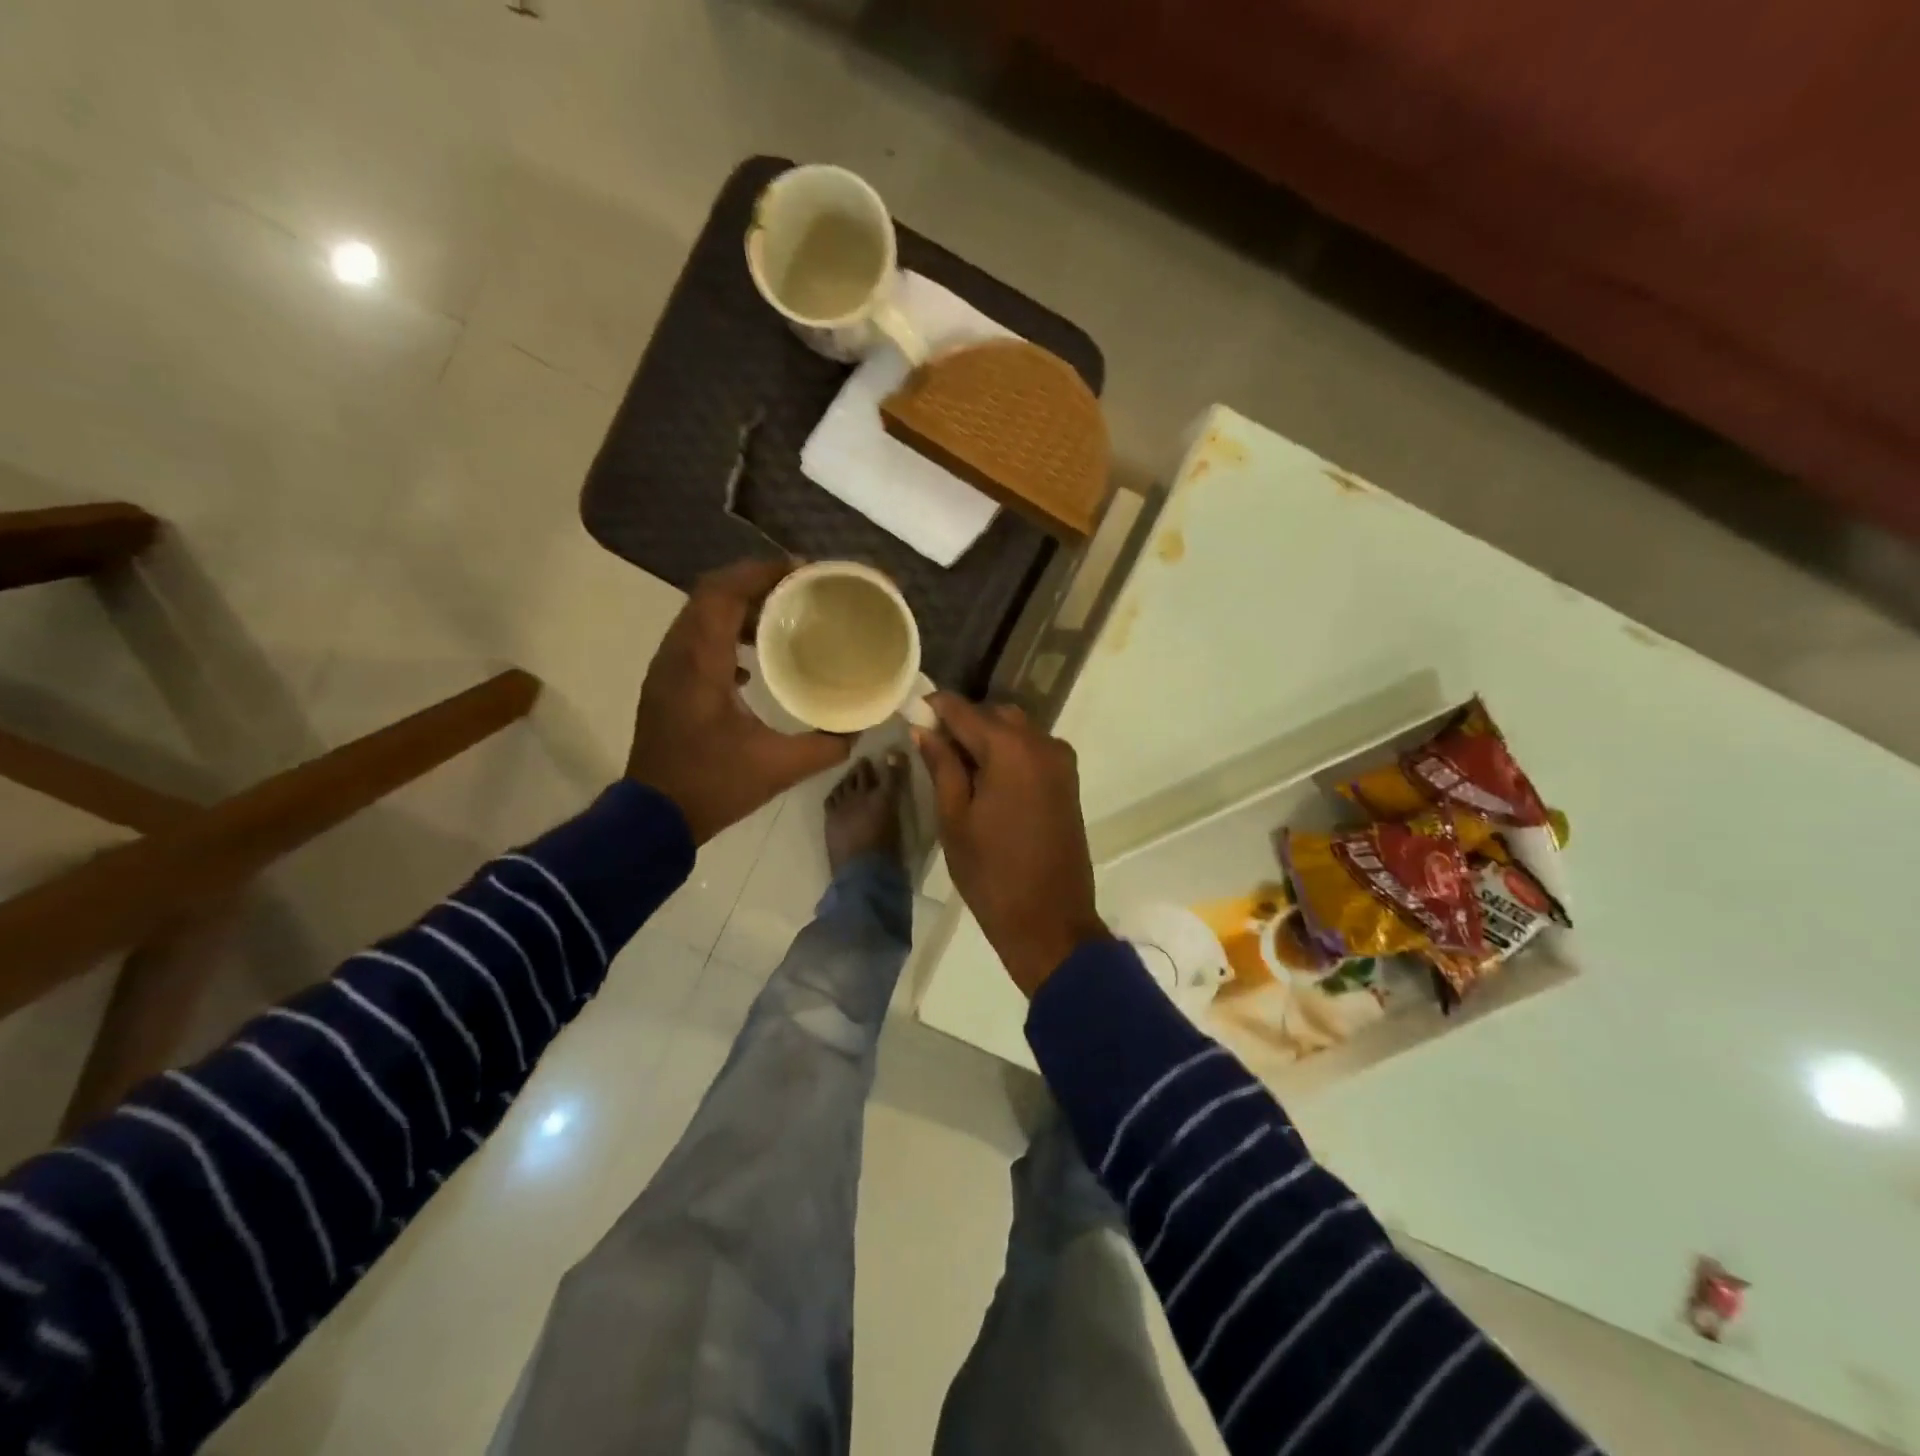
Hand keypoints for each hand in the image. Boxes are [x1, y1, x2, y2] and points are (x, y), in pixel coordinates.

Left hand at [627, 559, 850, 843]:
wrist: (653, 819)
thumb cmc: (712, 786)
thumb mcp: (778, 767)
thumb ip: (825, 745)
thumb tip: (859, 728)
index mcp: (701, 663)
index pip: (723, 593)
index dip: (761, 572)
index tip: (802, 571)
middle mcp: (678, 654)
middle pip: (711, 594)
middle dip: (756, 582)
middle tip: (799, 589)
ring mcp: (667, 669)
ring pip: (701, 614)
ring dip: (740, 606)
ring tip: (782, 615)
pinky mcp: (668, 684)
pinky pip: (696, 638)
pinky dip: (726, 632)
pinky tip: (753, 659)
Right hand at [916, 694, 1110, 996]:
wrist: (1049, 921)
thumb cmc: (992, 874)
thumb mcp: (955, 819)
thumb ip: (942, 767)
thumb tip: (924, 729)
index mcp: (1011, 749)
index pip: (964, 711)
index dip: (935, 707)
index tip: (911, 710)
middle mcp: (1041, 743)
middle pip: (995, 715)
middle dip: (963, 722)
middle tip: (931, 746)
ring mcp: (1060, 761)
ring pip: (1016, 729)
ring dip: (987, 737)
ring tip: (955, 765)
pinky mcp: (1068, 780)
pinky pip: (1033, 749)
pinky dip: (1008, 752)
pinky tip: (985, 777)